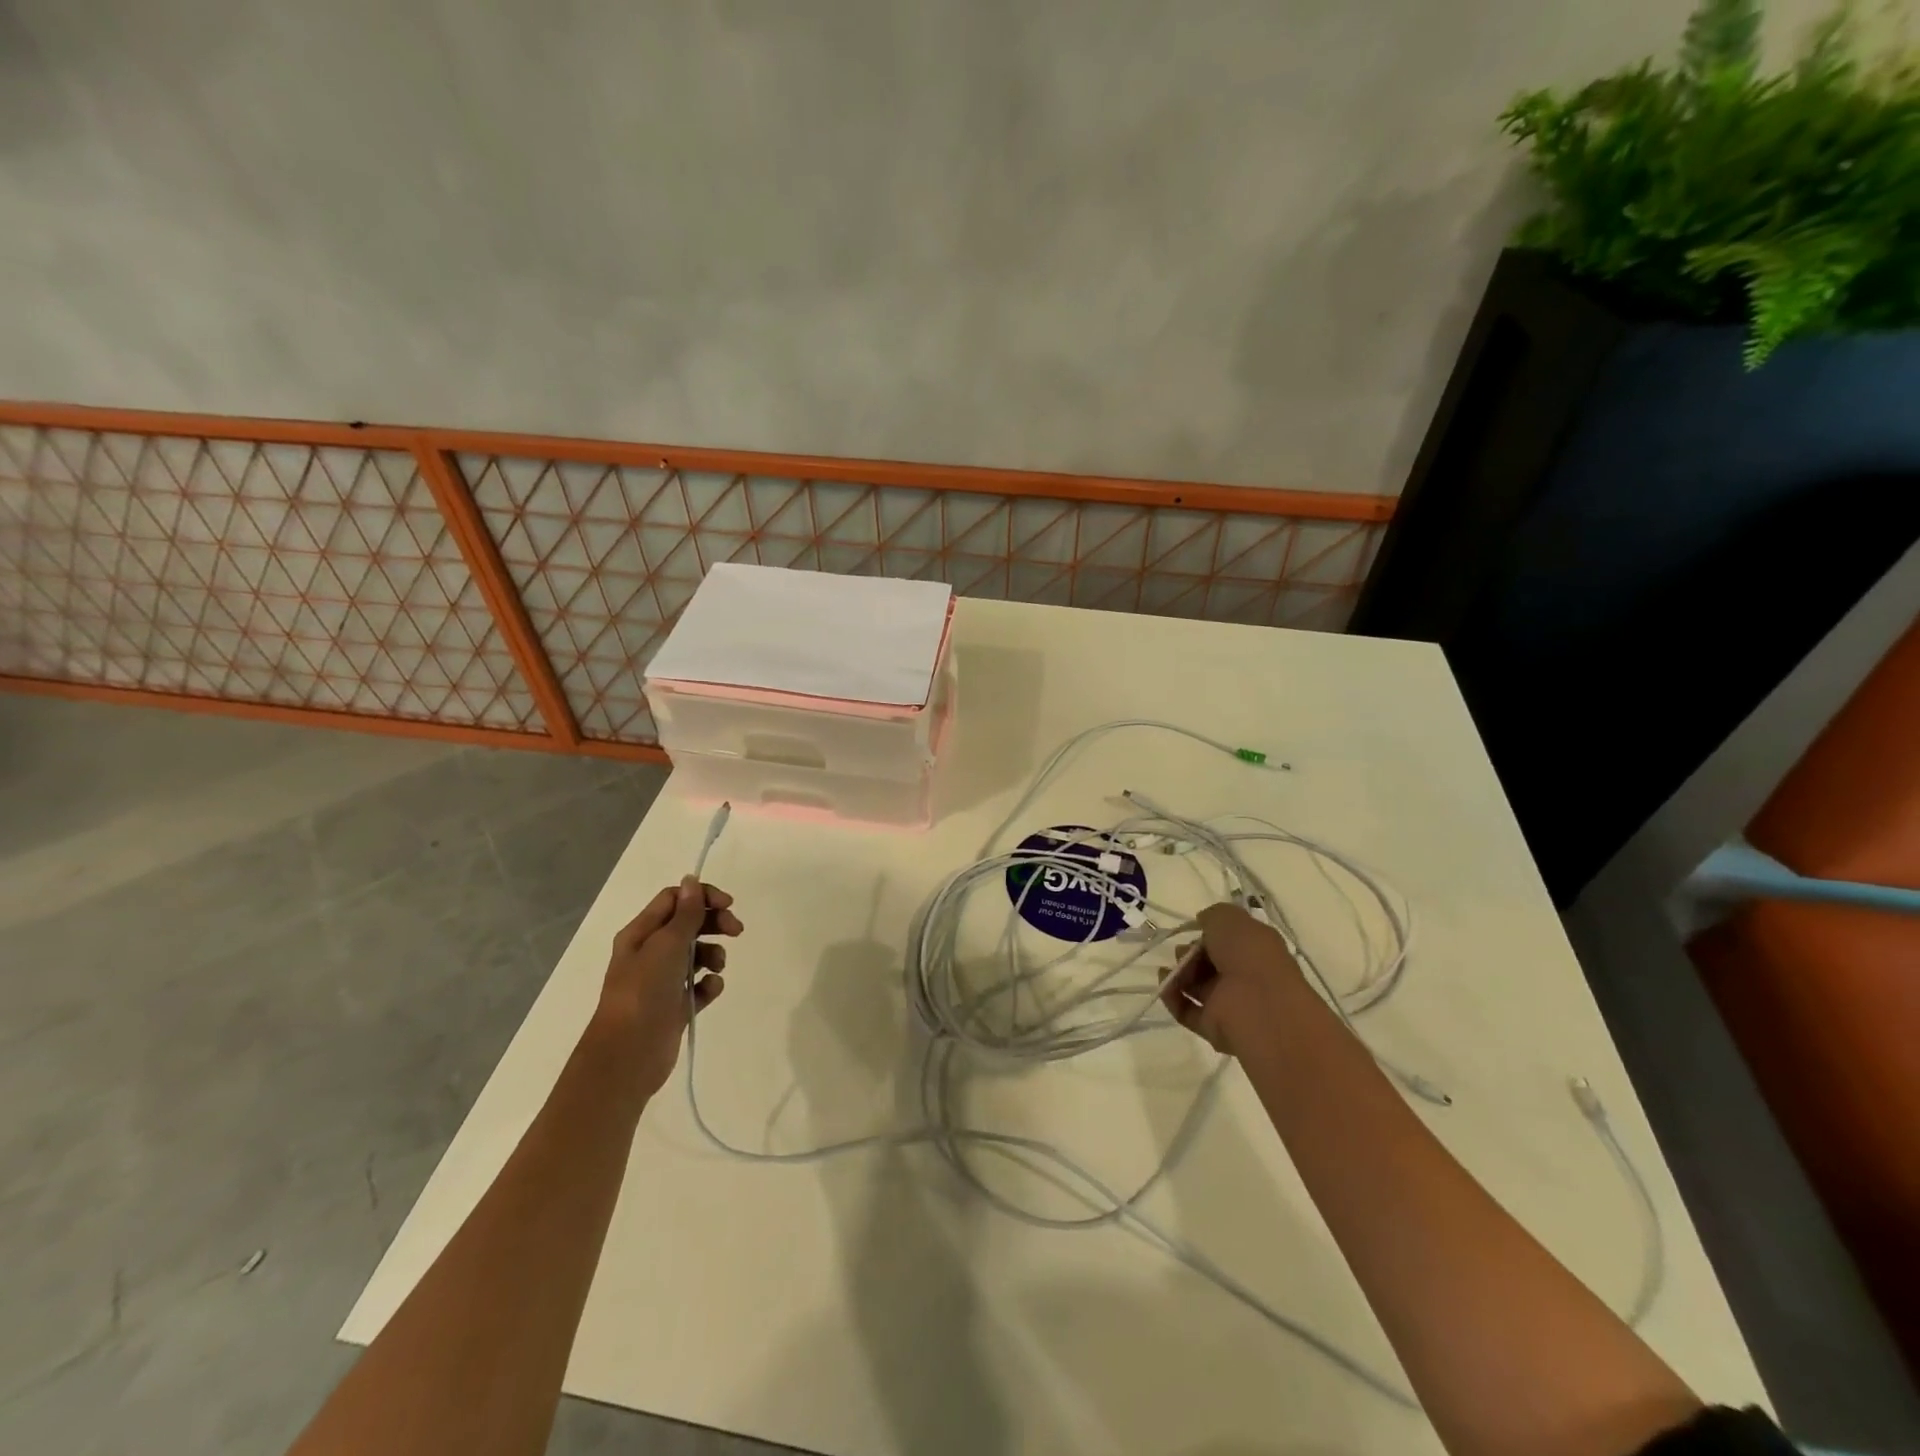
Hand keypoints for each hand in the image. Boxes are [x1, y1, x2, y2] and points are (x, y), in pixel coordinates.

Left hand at [595, 876, 743, 1097]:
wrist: (628, 1055)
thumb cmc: (644, 991)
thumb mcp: (666, 945)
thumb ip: (685, 913)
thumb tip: (692, 880)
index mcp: (641, 933)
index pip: (675, 899)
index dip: (702, 897)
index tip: (728, 905)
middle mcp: (650, 953)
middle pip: (689, 924)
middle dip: (714, 924)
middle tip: (736, 931)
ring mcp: (662, 980)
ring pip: (696, 955)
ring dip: (713, 955)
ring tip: (717, 968)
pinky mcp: (674, 1005)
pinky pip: (699, 986)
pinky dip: (709, 984)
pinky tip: (710, 990)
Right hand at [1158, 902, 1301, 1058]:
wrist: (1258, 1005)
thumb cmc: (1247, 953)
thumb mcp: (1229, 918)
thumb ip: (1213, 915)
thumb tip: (1203, 922)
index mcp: (1256, 949)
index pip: (1228, 940)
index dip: (1208, 933)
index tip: (1194, 930)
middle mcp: (1245, 975)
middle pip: (1209, 962)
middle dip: (1189, 953)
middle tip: (1182, 952)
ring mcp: (1230, 1003)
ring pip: (1197, 986)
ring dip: (1178, 974)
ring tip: (1168, 970)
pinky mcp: (1214, 1026)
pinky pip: (1187, 1010)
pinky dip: (1173, 998)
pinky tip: (1164, 986)